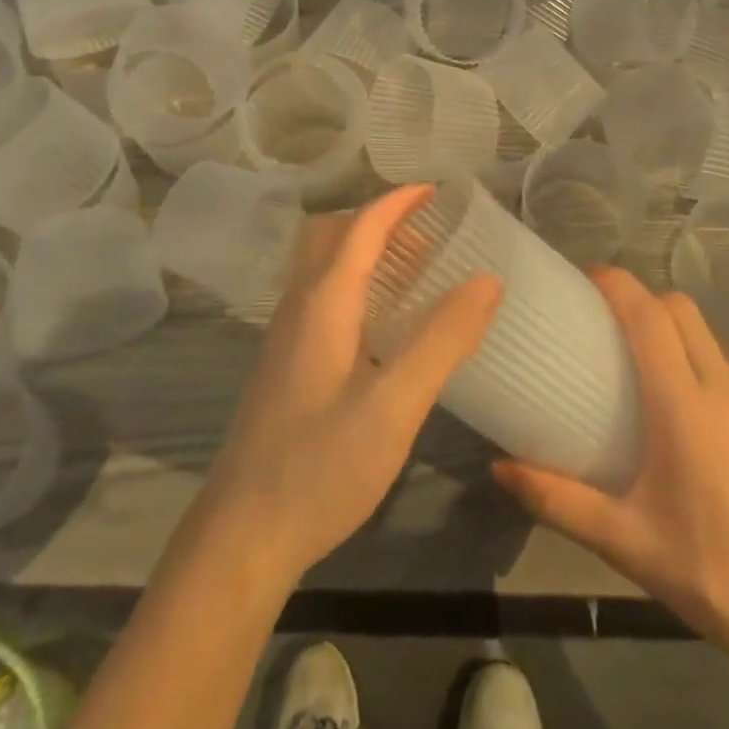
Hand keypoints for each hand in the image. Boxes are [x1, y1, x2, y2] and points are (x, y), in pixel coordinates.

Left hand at [197, 184, 500, 585]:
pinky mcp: (285, 365)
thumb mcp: (395, 404)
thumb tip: (487, 279)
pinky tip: (383, 323)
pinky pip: (322, 297)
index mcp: (323, 302)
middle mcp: (298, 306)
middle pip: (333, 236)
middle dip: (380, 220)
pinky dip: (356, 283)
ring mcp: (286, 336)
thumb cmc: (320, 467)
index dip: (398, 201)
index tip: (438, 190)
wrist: (241, 538)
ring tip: (415, 268)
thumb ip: (443, 339)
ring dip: (366, 251)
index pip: (361, 227)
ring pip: (324, 267)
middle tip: (428, 231)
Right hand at [494, 268, 728, 675]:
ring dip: (673, 333)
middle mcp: (725, 387)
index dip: (617, 286)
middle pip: (680, 310)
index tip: (587, 278)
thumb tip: (499, 469)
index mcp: (685, 407)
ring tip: (645, 368)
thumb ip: (556, 498)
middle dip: (643, 300)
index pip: (649, 317)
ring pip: (708, 337)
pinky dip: (702, 366)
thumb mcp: (622, 539)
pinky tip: (691, 416)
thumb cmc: (706, 571)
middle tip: (608, 323)